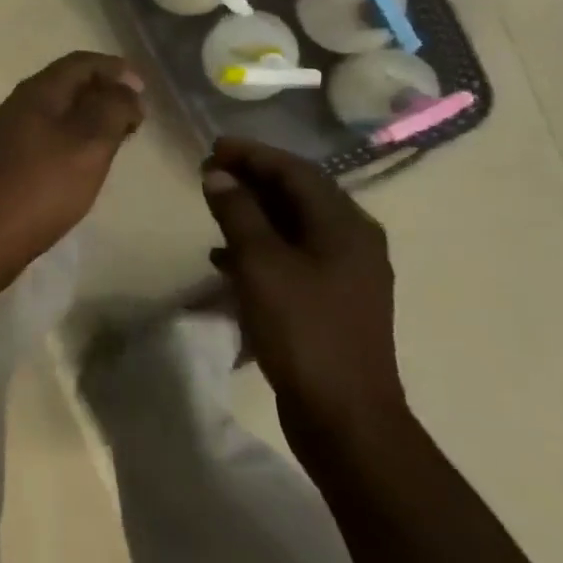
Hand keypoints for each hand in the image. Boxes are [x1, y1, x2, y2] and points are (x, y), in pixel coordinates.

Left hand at [0, 53, 145, 263]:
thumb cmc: (44, 186)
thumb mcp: (90, 144)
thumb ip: (112, 110)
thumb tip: (125, 89)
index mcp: (36, 92)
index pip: (79, 63)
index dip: (114, 69)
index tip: (143, 88)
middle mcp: (16, 105)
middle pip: (65, 84)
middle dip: (102, 92)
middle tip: (133, 116)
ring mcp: (6, 133)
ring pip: (55, 111)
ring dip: (87, 116)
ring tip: (115, 137)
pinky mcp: (4, 160)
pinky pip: (44, 134)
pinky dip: (70, 136)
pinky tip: (83, 159)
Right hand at [200, 136, 406, 445]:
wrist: (344, 414)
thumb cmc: (302, 330)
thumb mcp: (261, 264)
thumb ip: (238, 213)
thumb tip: (218, 175)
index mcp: (345, 226)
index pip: (296, 171)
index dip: (253, 154)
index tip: (212, 147)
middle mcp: (353, 241)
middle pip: (299, 194)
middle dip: (253, 179)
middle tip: (209, 172)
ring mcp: (345, 274)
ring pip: (294, 225)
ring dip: (254, 211)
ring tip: (214, 207)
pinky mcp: (331, 300)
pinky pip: (292, 255)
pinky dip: (260, 246)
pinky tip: (225, 258)